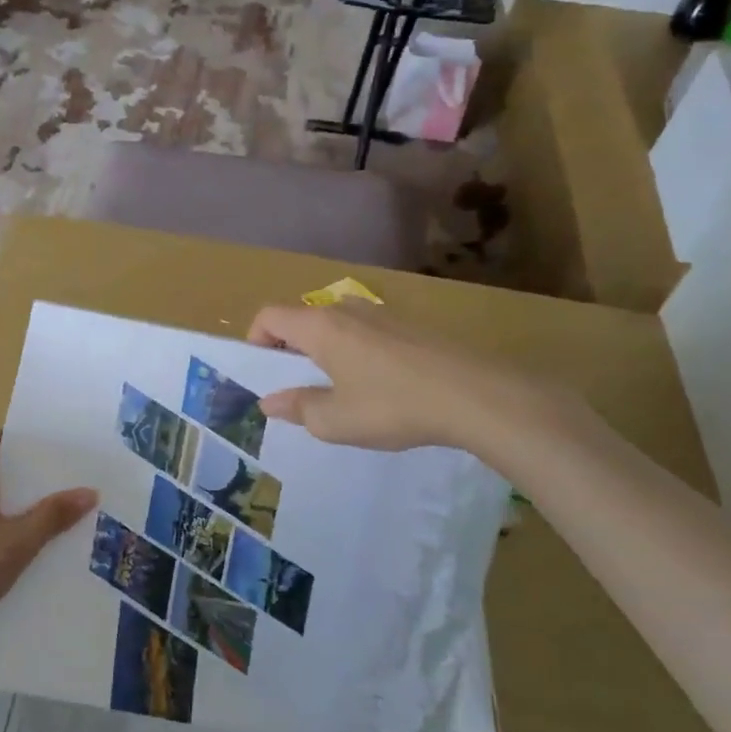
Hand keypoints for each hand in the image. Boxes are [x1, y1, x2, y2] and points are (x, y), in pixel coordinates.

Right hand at [248, 301, 577, 458]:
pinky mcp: (410, 327)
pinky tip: (376, 390)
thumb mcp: (335, 420)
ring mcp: (381, 315)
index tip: (263, 375)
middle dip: (288, 351)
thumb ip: (298, 408)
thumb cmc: (392, 406)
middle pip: (301, 320)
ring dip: (323, 354)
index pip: (269, 316)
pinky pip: (365, 335)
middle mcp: (346, 311)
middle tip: (296, 390)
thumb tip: (270, 401)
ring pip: (335, 327)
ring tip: (337, 393)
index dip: (255, 341)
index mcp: (320, 327)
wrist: (475, 395)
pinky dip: (354, 355)